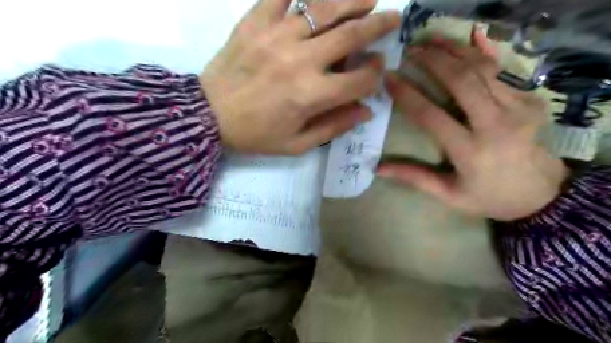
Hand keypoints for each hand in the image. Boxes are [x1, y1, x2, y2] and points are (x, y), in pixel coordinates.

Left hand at [201, 0, 401, 153]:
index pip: (360, 79)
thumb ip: (334, 127)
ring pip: (324, 7)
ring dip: (352, 0)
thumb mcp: (297, 144)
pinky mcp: (255, 22)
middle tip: (392, 18)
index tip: (378, 69)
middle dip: (379, 26)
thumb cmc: (256, 135)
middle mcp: (300, 61)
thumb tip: (366, 110)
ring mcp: (277, 36)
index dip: (375, 74)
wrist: (208, 116)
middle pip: (351, 35)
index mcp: (312, 95)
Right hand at [380, 25, 569, 219]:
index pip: (431, 115)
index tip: (389, 78)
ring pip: (482, 68)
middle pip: (461, 81)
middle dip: (432, 60)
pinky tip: (461, 45)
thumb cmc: (489, 197)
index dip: (406, 94)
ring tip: (431, 40)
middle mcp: (496, 125)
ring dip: (454, 50)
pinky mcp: (530, 100)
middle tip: (410, 50)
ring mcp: (518, 109)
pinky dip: (477, 54)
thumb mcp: (449, 194)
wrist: (544, 195)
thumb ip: (414, 177)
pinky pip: (500, 70)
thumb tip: (378, 168)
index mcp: (470, 151)